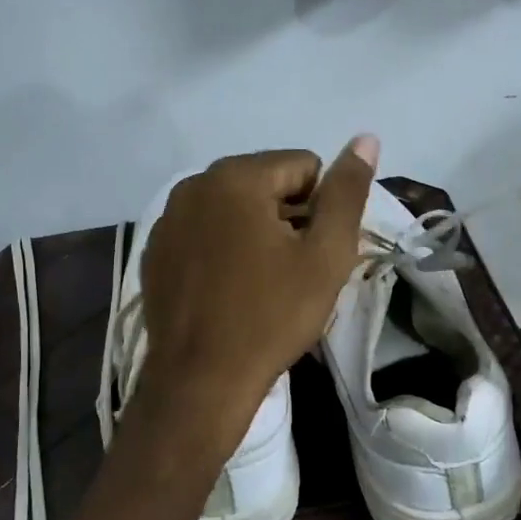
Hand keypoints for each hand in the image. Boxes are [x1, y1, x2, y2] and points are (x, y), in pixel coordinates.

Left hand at [140, 137, 378, 415]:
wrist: (201, 381)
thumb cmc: (271, 316)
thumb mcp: (325, 256)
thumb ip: (346, 192)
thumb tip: (366, 138)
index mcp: (236, 176)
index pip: (303, 166)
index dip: (320, 208)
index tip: (313, 253)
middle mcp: (194, 184)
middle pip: (264, 183)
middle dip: (287, 217)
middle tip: (292, 271)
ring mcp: (167, 218)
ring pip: (232, 208)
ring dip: (254, 232)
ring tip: (261, 283)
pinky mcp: (154, 251)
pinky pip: (203, 233)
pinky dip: (222, 249)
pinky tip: (227, 290)